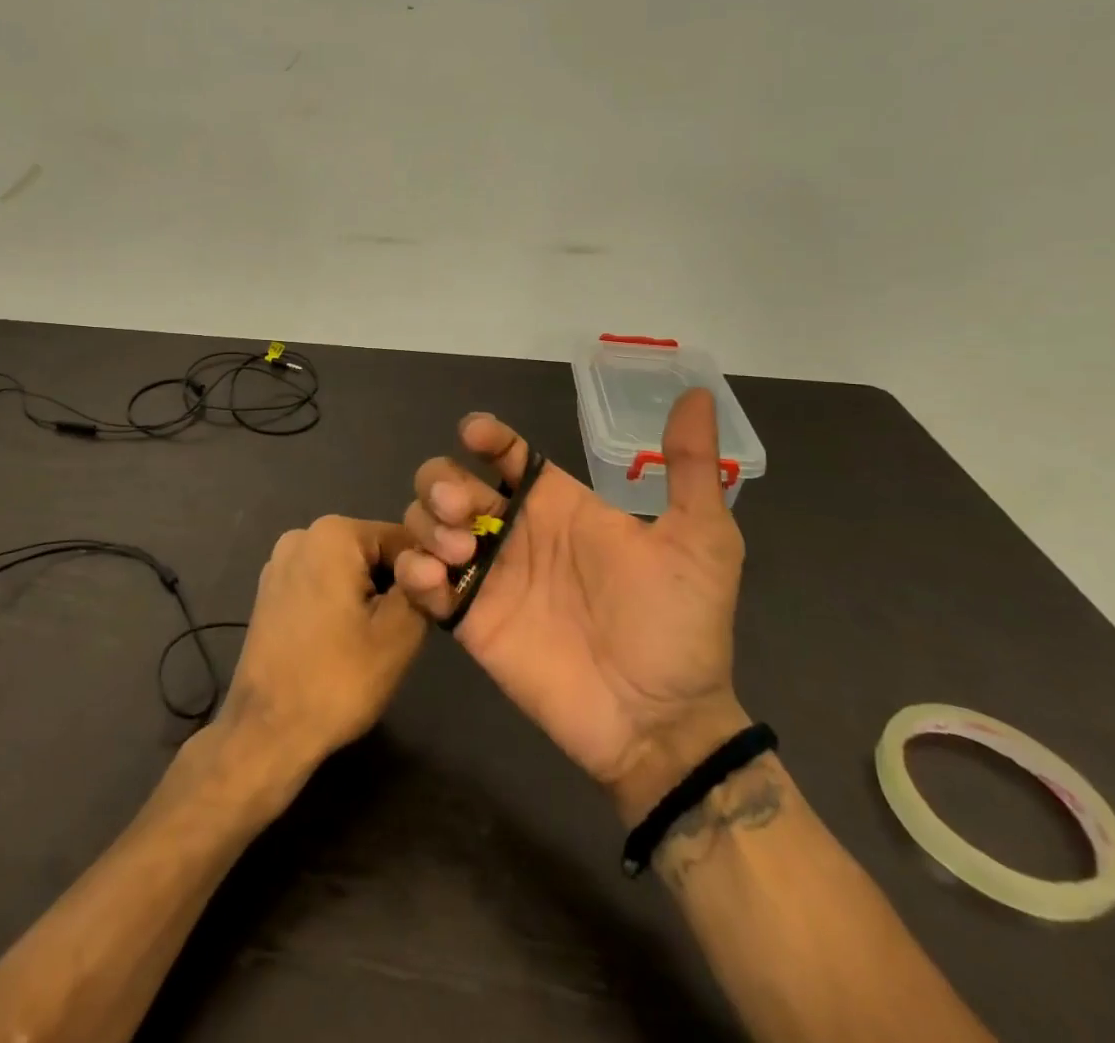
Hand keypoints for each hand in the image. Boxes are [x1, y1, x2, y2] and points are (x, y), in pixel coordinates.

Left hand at [215, 516, 426, 786]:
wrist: (267, 731)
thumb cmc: (338, 678)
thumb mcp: (399, 632)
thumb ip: (424, 586)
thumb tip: (437, 562)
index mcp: (333, 533)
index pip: (403, 539)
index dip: (425, 574)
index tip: (431, 612)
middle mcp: (302, 535)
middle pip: (373, 551)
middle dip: (393, 586)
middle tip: (400, 634)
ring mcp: (280, 563)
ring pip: (348, 570)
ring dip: (367, 598)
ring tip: (370, 643)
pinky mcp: (270, 592)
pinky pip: (322, 585)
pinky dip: (339, 605)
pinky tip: (341, 644)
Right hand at [394, 391, 749, 822]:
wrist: (661, 722)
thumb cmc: (680, 626)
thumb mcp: (701, 540)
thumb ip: (690, 466)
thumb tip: (696, 391)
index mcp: (558, 504)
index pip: (504, 452)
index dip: (484, 434)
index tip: (476, 435)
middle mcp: (515, 531)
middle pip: (450, 481)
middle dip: (442, 481)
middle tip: (462, 510)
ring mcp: (488, 576)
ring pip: (426, 523)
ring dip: (426, 524)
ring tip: (459, 554)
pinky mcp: (468, 621)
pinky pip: (420, 584)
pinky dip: (413, 572)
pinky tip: (434, 582)